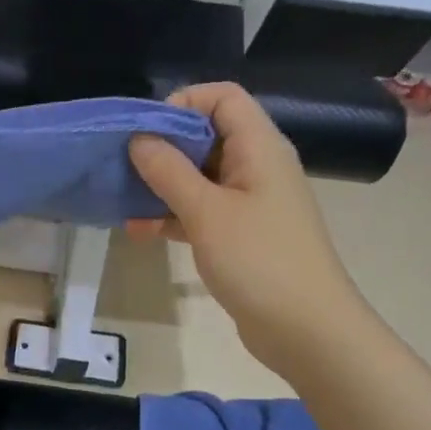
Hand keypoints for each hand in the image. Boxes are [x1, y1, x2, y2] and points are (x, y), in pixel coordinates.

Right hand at [127, 82, 363, 369]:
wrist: (307, 331)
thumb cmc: (260, 261)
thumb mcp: (206, 212)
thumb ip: (169, 171)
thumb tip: (139, 138)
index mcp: (259, 147)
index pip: (223, 97)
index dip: (183, 103)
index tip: (146, 132)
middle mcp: (256, 166)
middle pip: (207, 134)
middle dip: (163, 146)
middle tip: (124, 165)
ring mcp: (249, 201)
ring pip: (199, 175)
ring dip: (162, 184)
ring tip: (123, 200)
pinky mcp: (241, 234)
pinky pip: (201, 209)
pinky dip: (172, 214)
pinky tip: (140, 231)